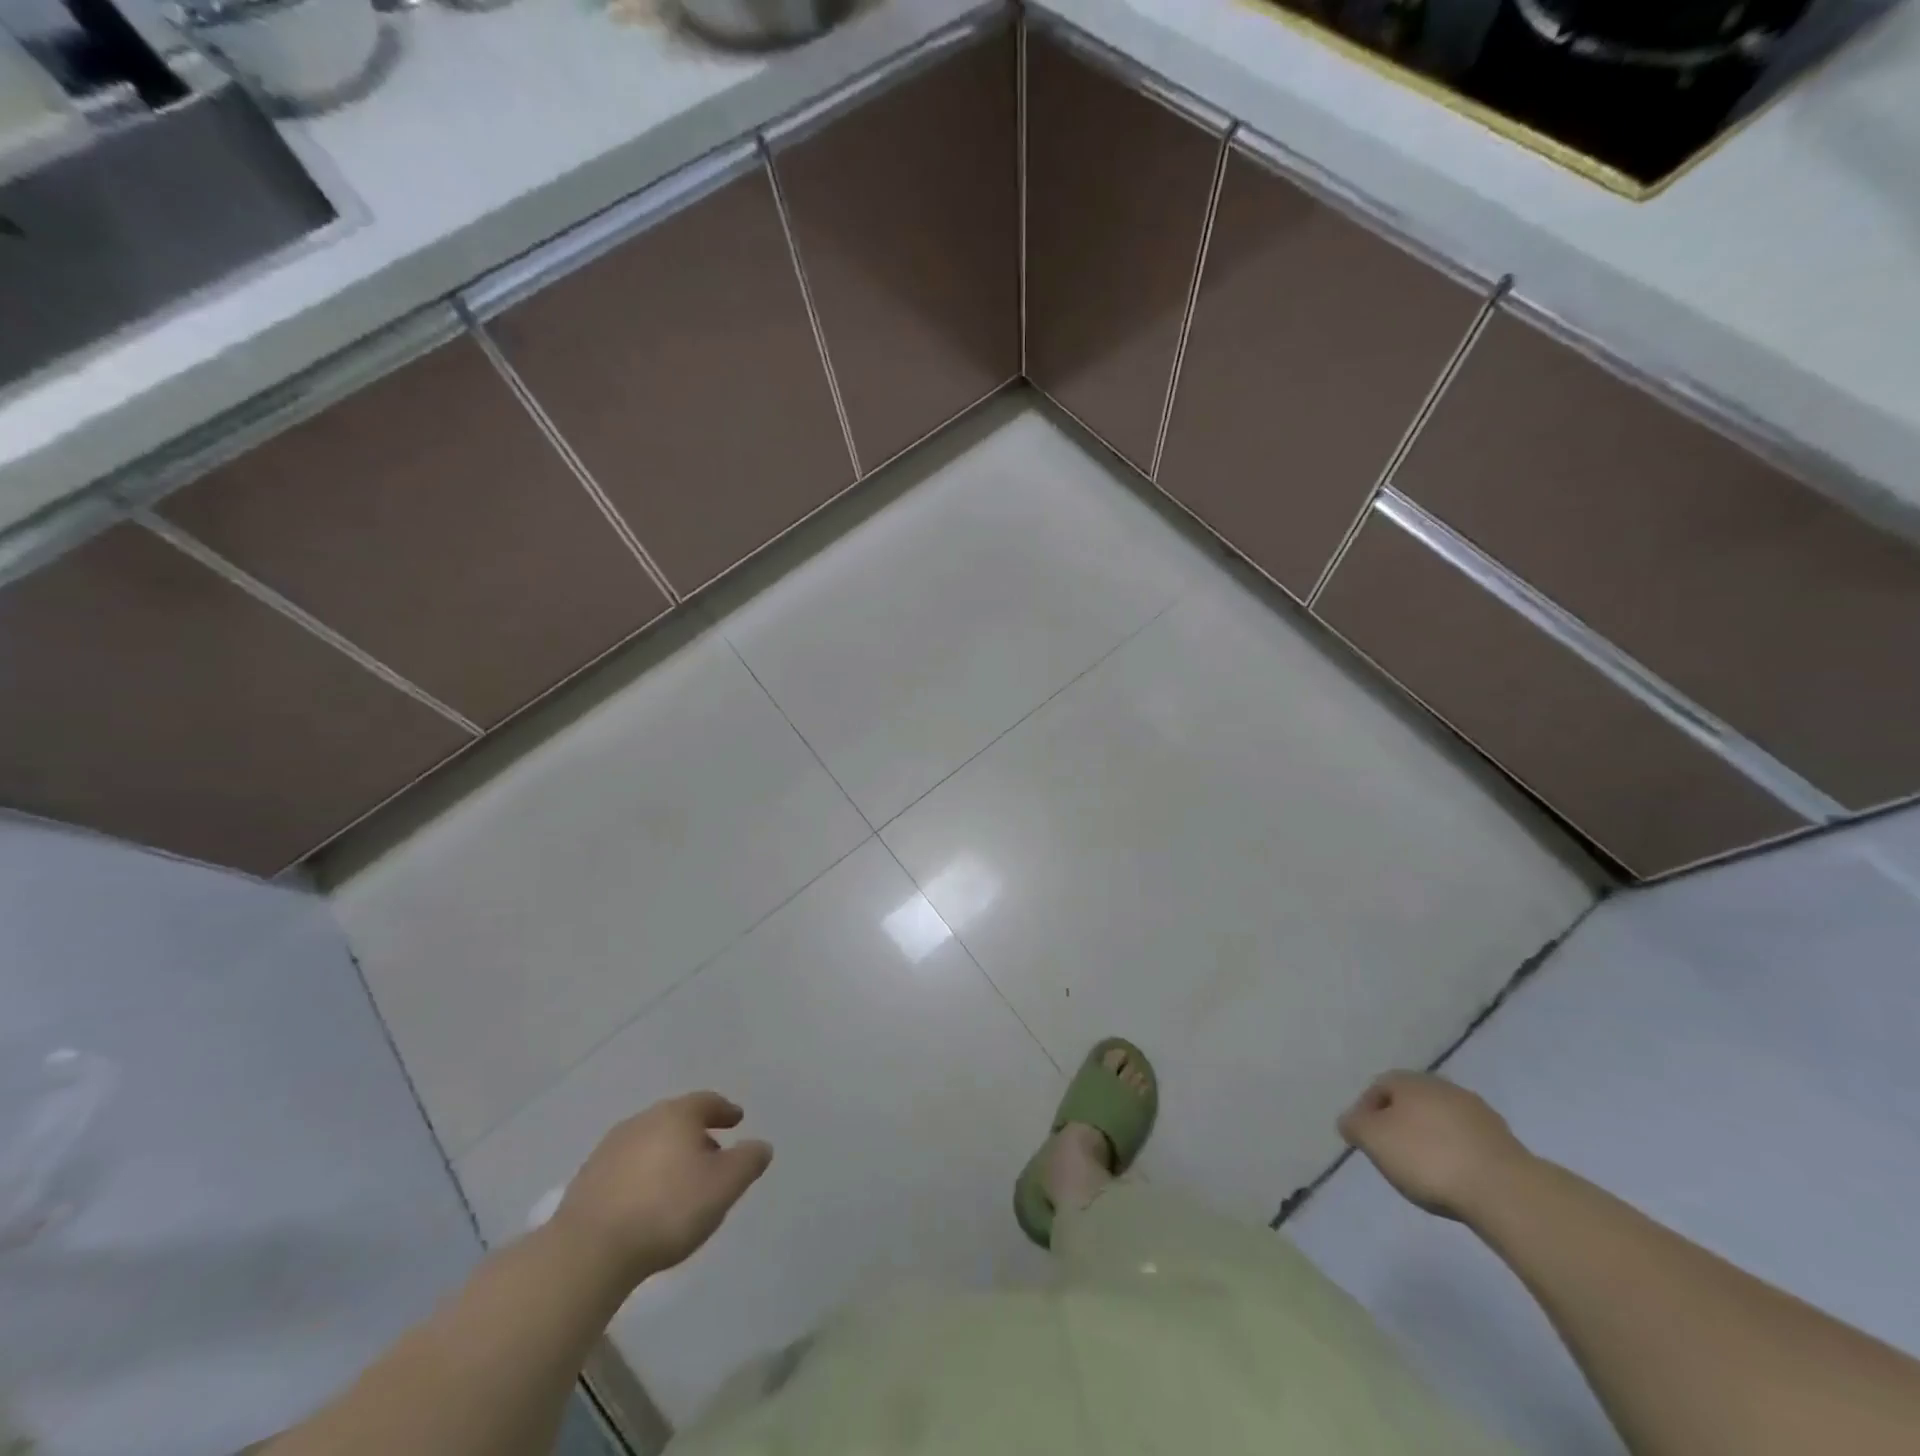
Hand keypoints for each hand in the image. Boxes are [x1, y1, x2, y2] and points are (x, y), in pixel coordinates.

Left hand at [554, 1092, 771, 1284]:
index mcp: (677, 1115)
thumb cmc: (667, 1209)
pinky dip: (643, 1174)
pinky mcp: (587, 1178)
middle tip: (712, 1155)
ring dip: (667, 1154)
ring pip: (650, 1141)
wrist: (588, 1251)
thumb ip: (747, 1162)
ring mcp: (611, 1148)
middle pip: (677, 1119)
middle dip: (696, 1134)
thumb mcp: (723, 1187)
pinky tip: (646, 1199)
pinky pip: (627, 1166)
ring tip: (679, 1181)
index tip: (736, 1120)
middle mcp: (643, 1120)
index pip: (707, 1102)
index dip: (725, 1110)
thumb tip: (761, 1146)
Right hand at [1337, 1071, 1530, 1220]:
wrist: (1504, 1190)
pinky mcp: (1504, 1141)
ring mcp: (1478, 1113)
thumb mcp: (1373, 1140)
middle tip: (1392, 1153)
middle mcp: (1443, 1087)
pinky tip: (1455, 1177)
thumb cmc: (1427, 1158)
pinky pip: (1467, 1142)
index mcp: (1410, 1081)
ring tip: (1425, 1171)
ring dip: (1430, 1138)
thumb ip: (1354, 1126)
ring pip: (1442, 1121)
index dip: (1366, 1111)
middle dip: (1399, 1123)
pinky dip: (1456, 1154)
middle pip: (1412, 1102)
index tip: (1364, 1140)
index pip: (1378, 1087)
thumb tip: (1350, 1121)